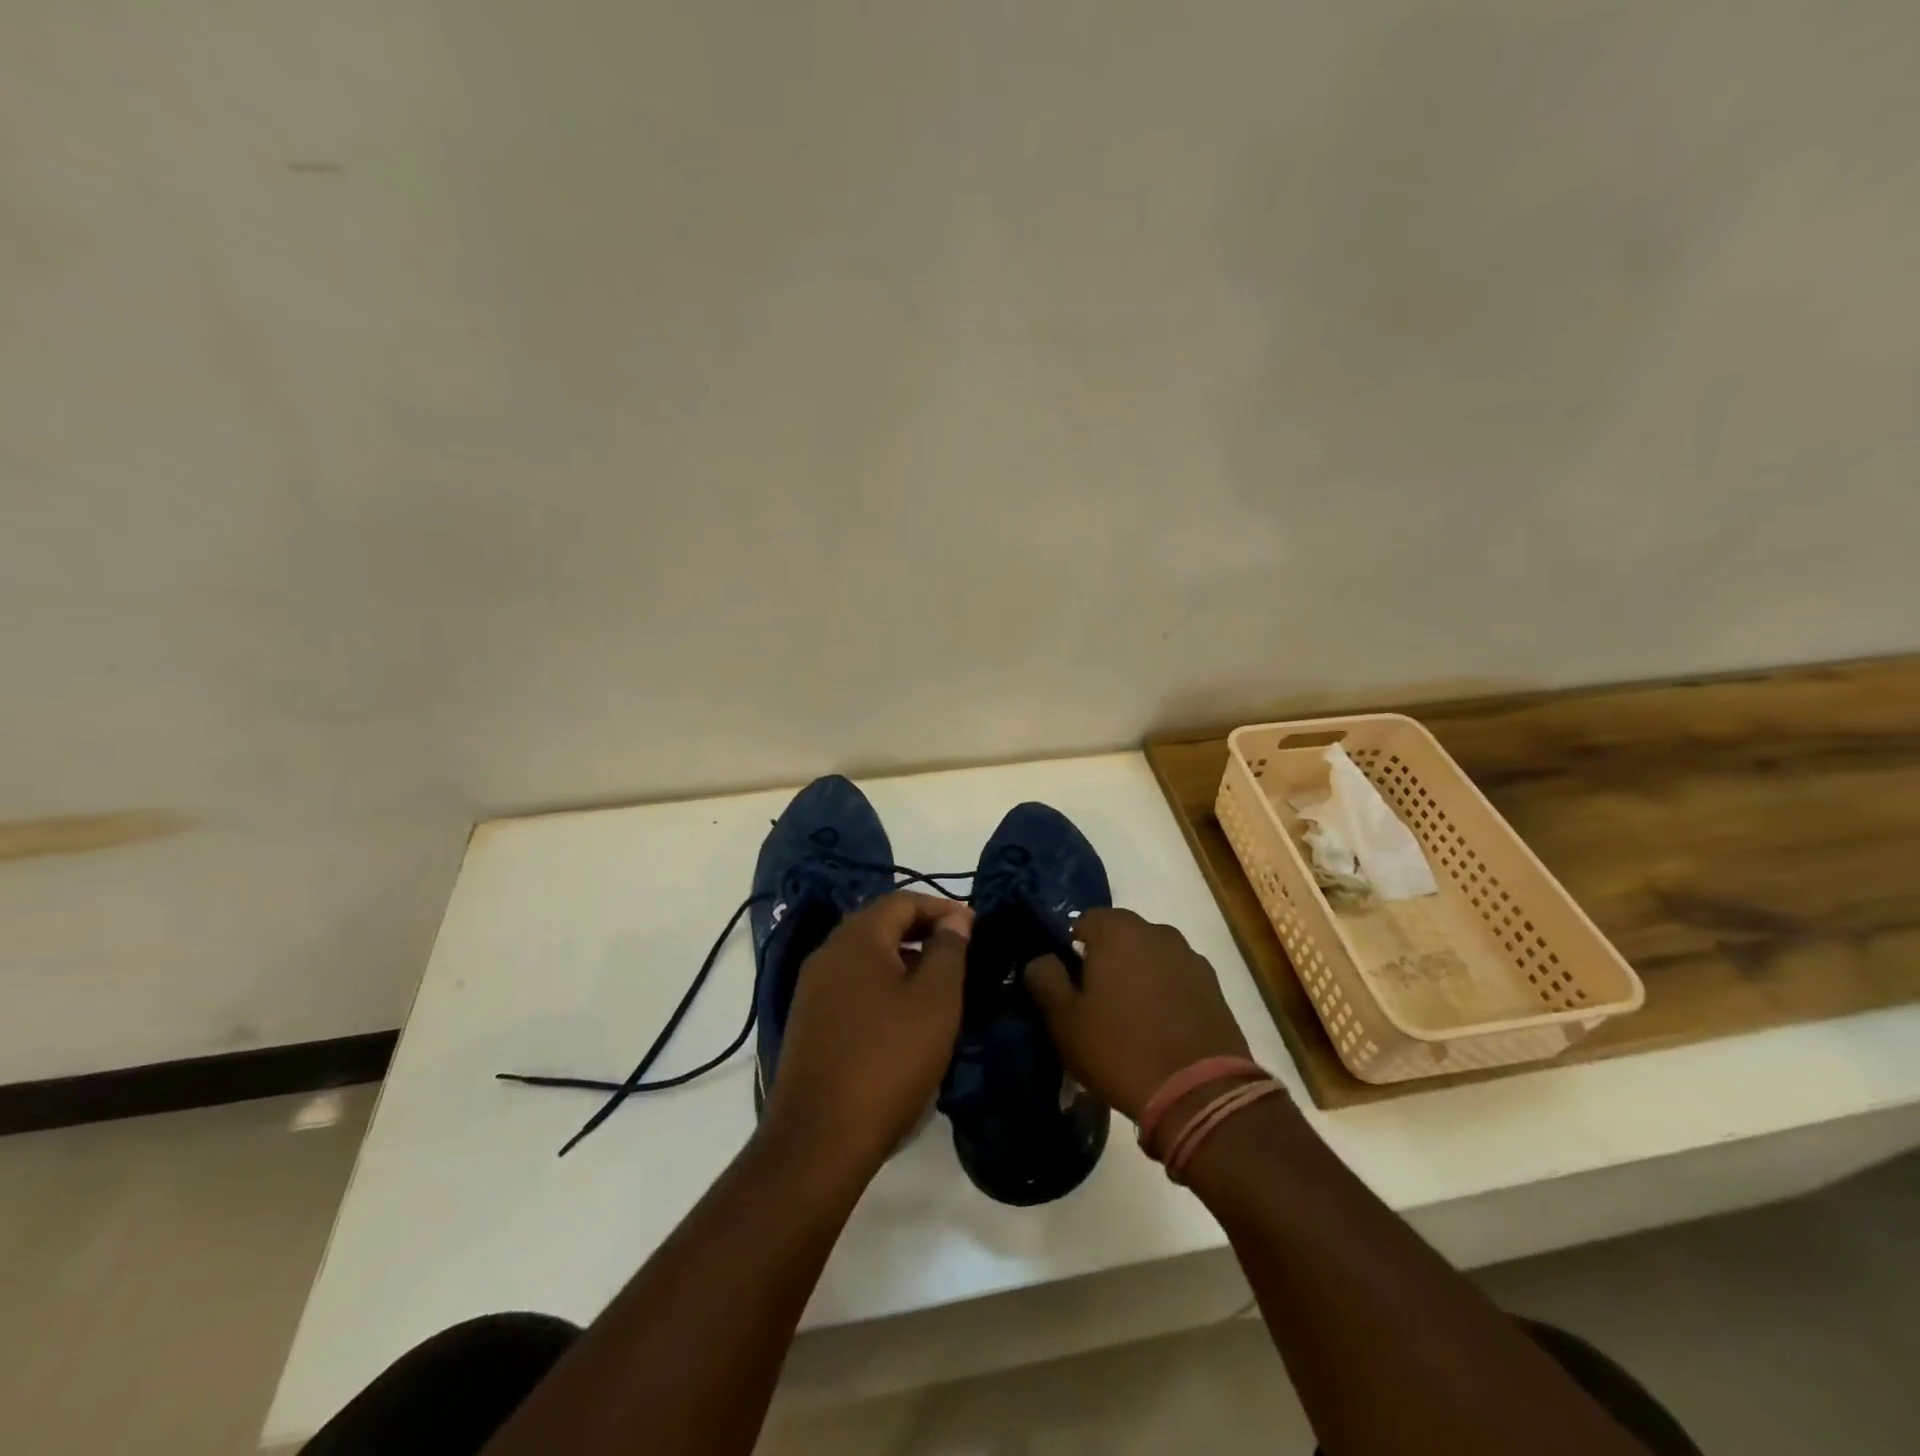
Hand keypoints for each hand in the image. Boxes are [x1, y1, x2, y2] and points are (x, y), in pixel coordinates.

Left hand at [762, 891, 972, 1180]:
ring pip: (865, 957)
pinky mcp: (807, 1023)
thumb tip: (955, 918)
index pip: (903, 901)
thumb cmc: (888, 1059)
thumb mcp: (935, 1001)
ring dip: (902, 960)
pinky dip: (881, 986)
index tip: (975, 927)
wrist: (818, 1139)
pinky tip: (902, 1018)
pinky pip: (851, 986)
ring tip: (937, 986)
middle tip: (959, 953)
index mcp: (857, 938)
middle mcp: (828, 952)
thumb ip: (949, 951)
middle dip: (922, 932)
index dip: (942, 908)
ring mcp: (811, 989)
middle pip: (880, 925)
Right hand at [1024, 907, 1249, 1123]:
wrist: (1200, 1093)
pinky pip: (1176, 980)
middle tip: (1096, 1004)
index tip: (1069, 985)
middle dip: (1106, 961)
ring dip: (1138, 977)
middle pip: (1120, 936)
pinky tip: (1160, 1030)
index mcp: (1118, 930)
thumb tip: (1042, 959)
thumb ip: (1045, 978)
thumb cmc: (1120, 1049)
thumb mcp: (1064, 1019)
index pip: (1084, 921)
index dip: (1071, 950)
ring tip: (1131, 1020)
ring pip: (1150, 957)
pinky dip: (1166, 995)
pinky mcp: (1214, 987)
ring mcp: (1190, 958)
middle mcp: (1157, 931)